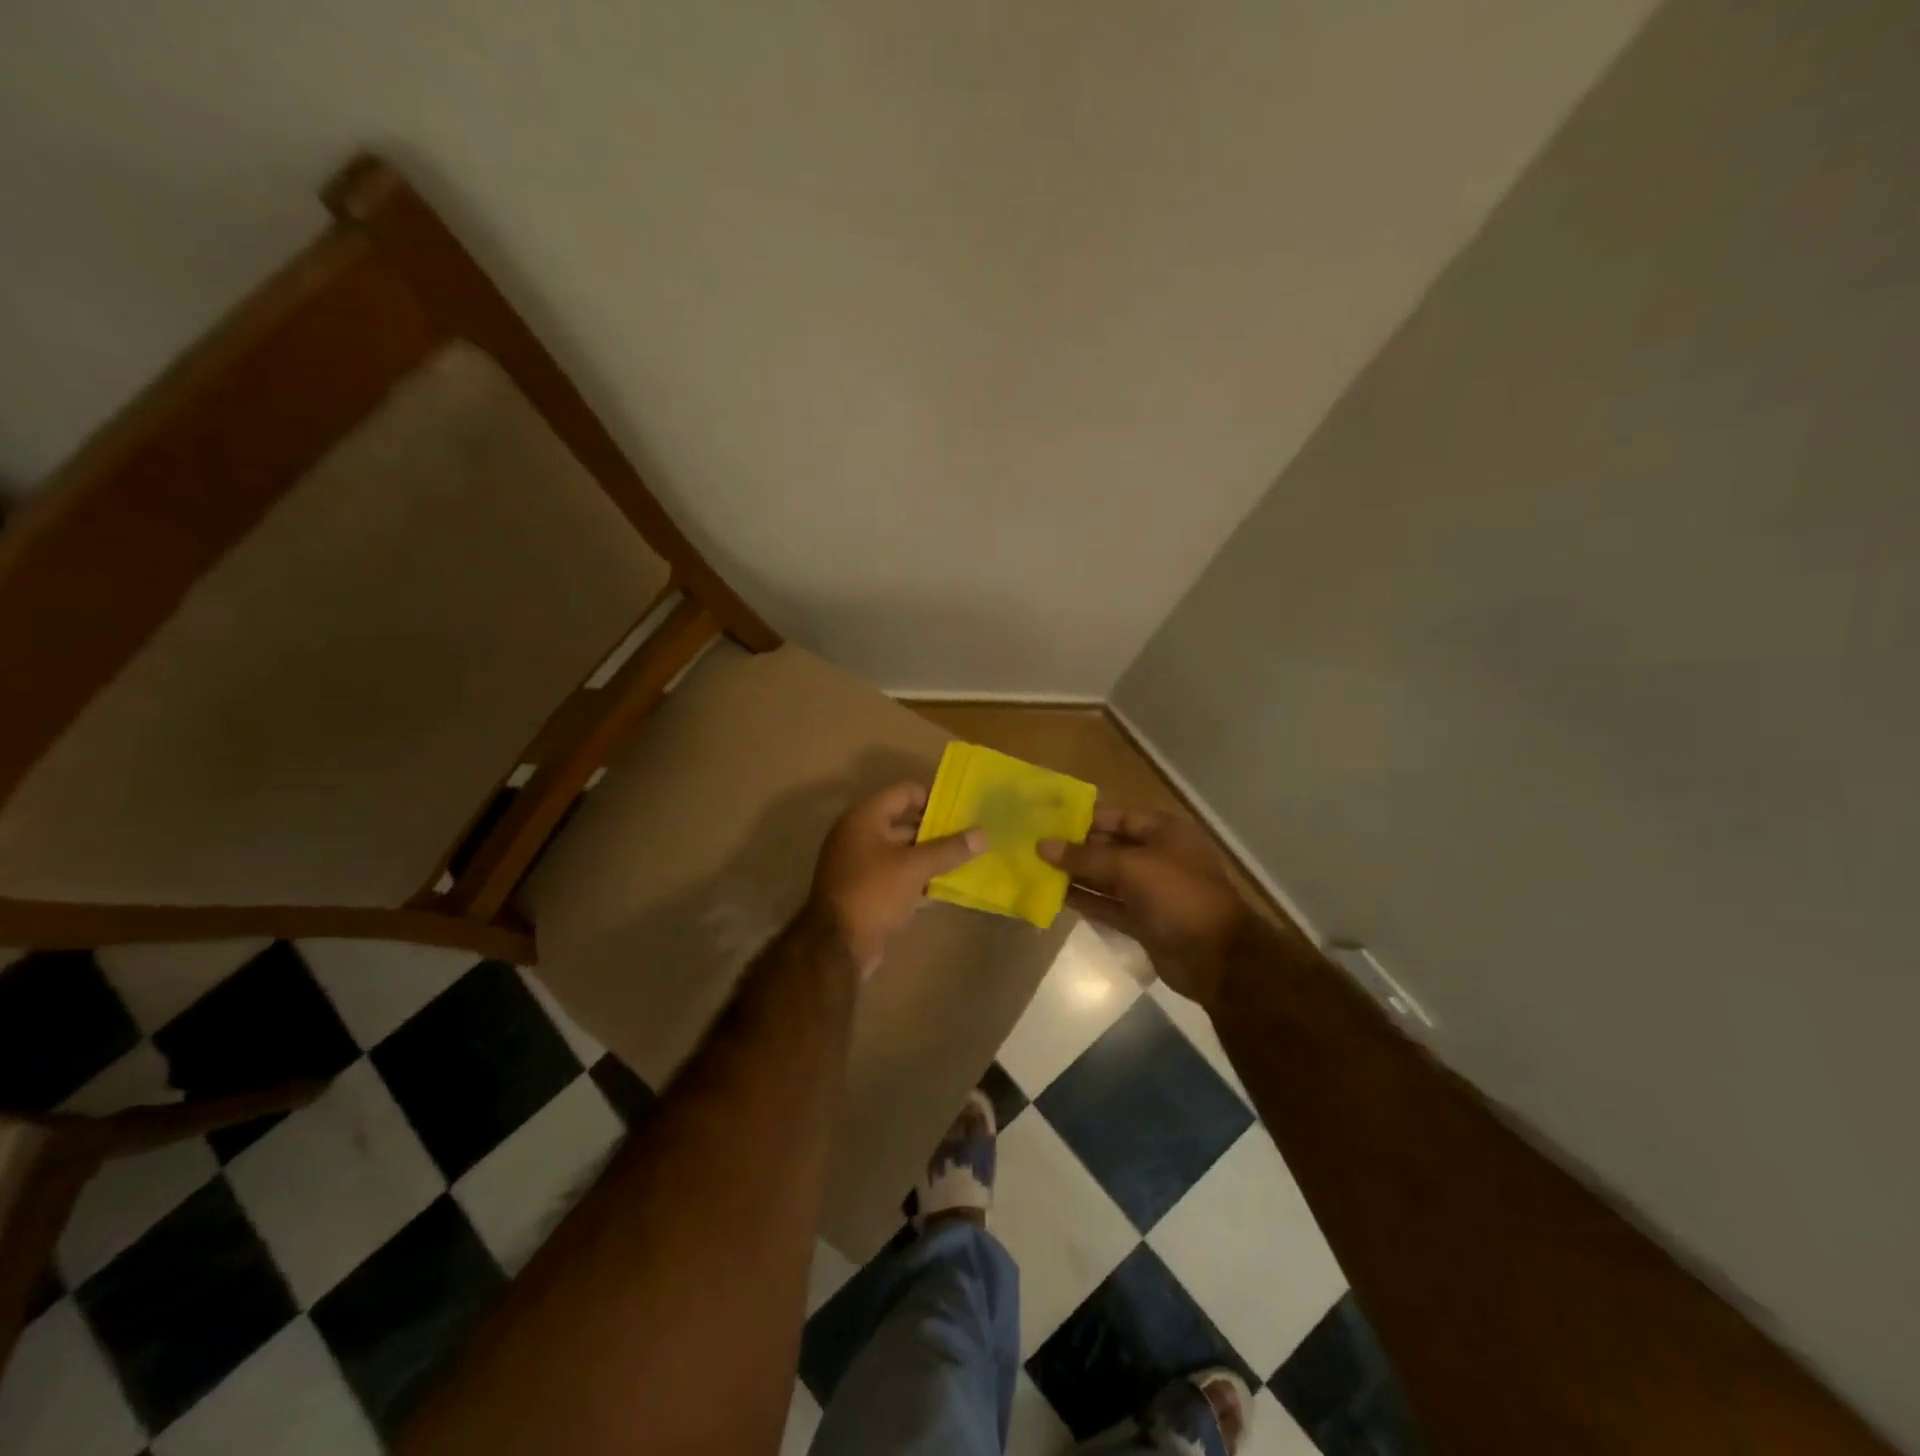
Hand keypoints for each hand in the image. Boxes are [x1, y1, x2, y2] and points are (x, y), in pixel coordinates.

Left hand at [811, 782, 986, 976]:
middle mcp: (859, 836)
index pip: (905, 792)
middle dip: (936, 831)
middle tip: (970, 837)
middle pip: (904, 823)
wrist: (837, 947)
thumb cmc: (874, 892)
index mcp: (865, 818)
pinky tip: (944, 889)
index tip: (963, 809)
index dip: (934, 797)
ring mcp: (859, 865)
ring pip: (902, 853)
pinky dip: (918, 880)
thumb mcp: (915, 867)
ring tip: (965, 861)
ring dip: (930, 858)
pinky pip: (897, 877)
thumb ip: (949, 849)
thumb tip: (983, 833)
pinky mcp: (865, 892)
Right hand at [1040, 806, 1253, 1008]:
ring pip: (1105, 878)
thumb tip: (1043, 845)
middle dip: (1074, 848)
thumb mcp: (1131, 867)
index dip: (1082, 818)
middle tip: (1033, 847)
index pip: (1116, 817)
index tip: (1046, 821)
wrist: (1217, 958)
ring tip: (1036, 871)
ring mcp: (1150, 891)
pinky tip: (1055, 898)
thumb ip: (1085, 857)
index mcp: (1163, 832)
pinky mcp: (1142, 920)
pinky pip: (1108, 905)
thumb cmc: (1178, 896)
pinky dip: (1086, 901)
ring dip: (1075, 876)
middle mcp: (1156, 856)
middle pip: (1108, 847)